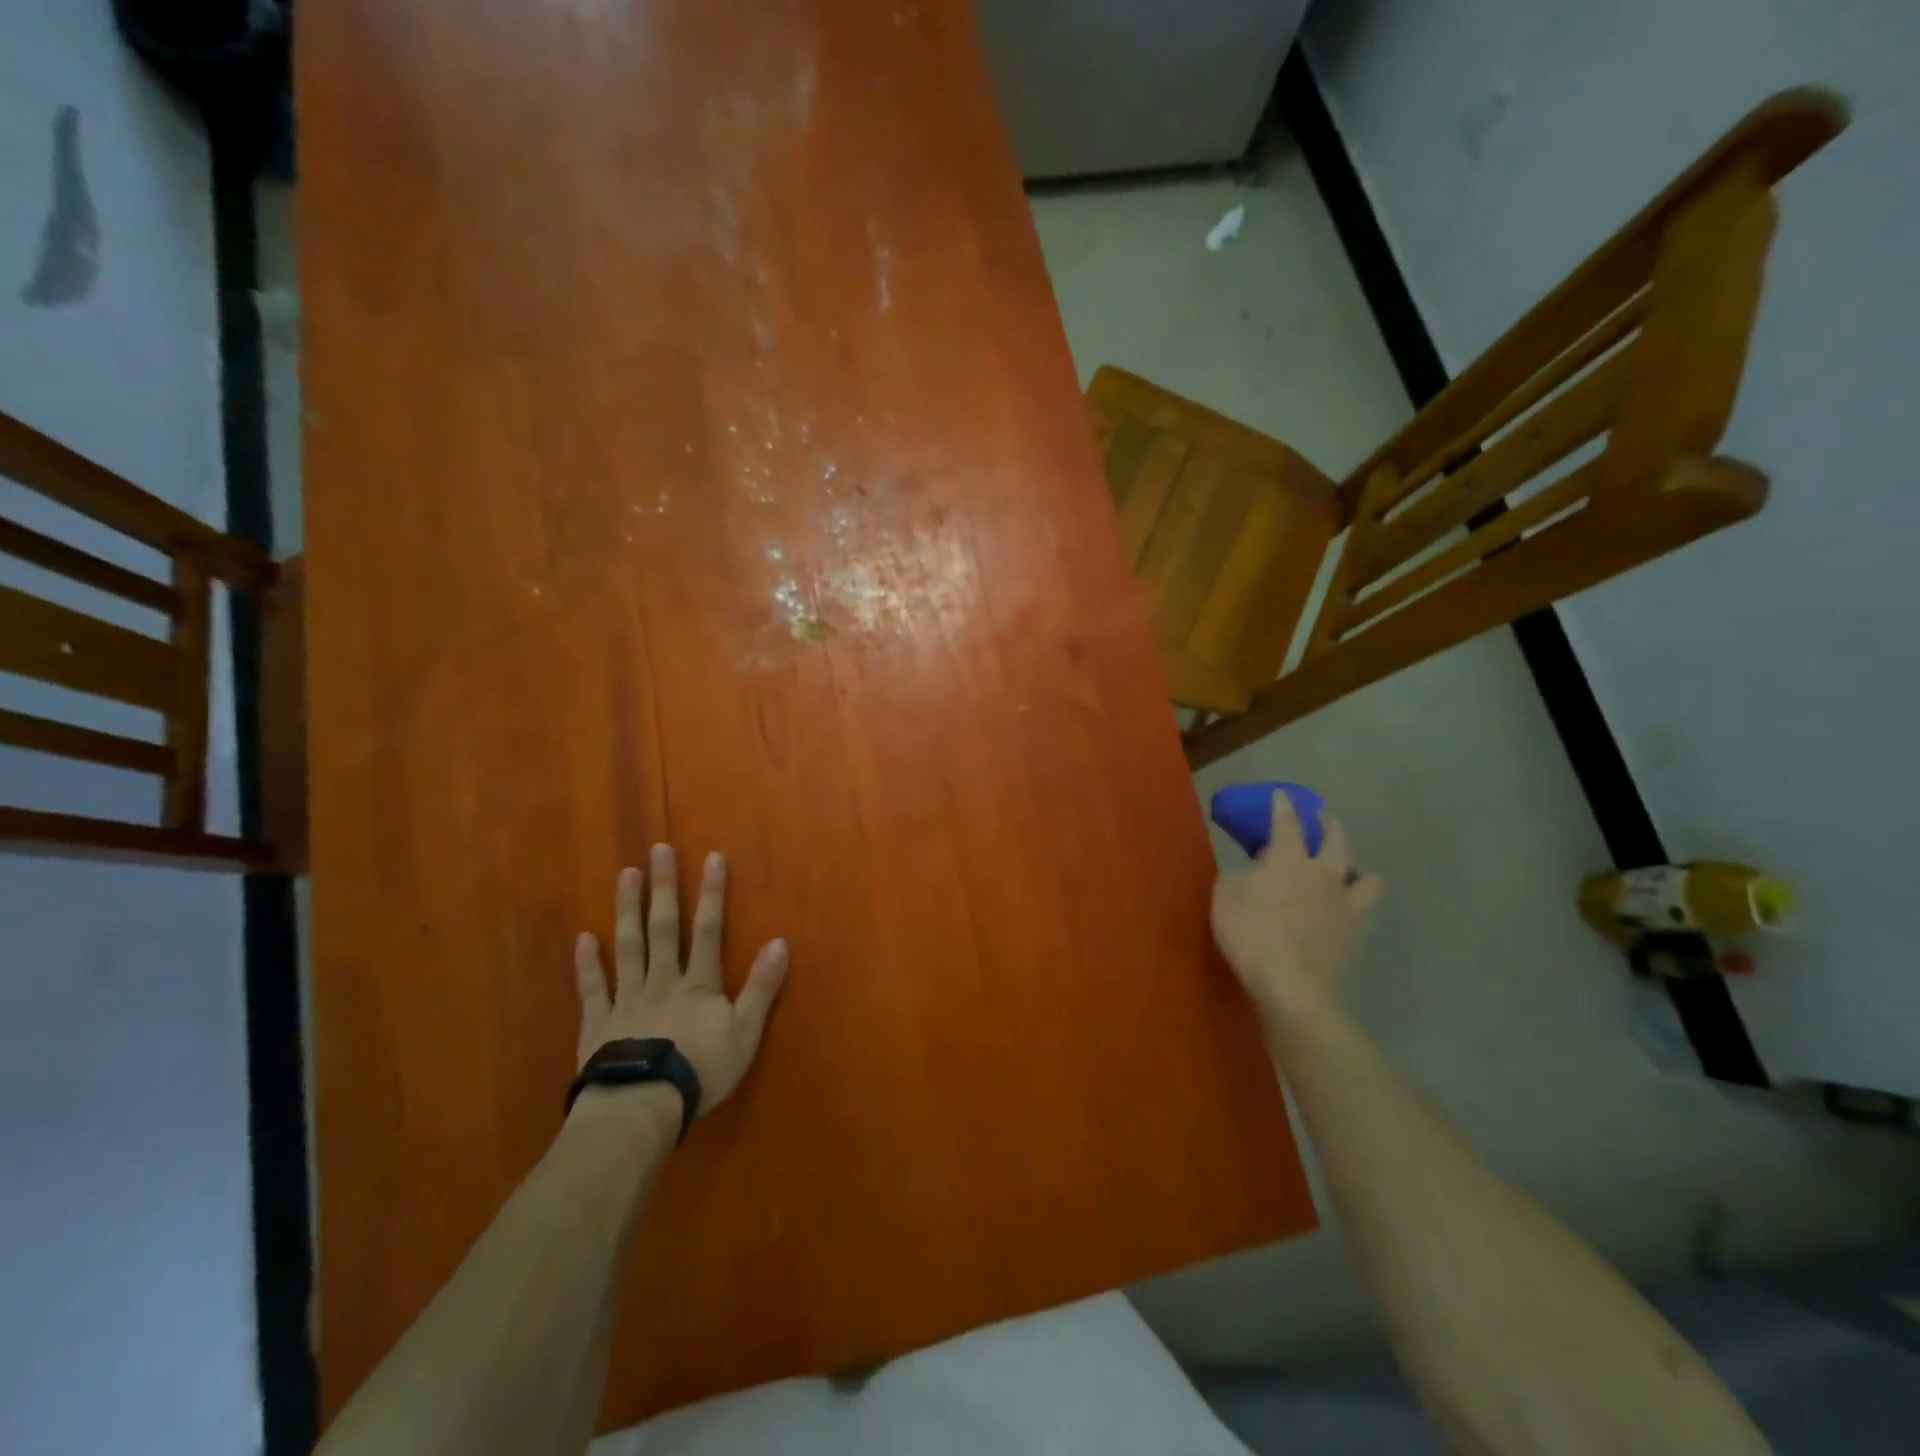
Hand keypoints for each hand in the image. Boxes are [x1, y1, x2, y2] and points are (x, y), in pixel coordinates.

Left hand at [572, 845, 789, 1117]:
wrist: (642, 1107)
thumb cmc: (700, 1070)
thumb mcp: (745, 1032)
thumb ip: (761, 987)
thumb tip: (779, 942)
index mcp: (698, 984)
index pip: (708, 930)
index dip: (712, 893)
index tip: (712, 856)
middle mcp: (662, 981)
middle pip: (664, 928)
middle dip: (664, 887)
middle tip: (657, 850)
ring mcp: (627, 999)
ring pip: (628, 947)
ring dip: (628, 910)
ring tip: (625, 875)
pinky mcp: (599, 1023)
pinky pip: (593, 988)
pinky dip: (588, 963)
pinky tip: (584, 937)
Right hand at [1210, 792, 1382, 1032]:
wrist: (1291, 984)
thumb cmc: (1250, 933)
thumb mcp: (1225, 896)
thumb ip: (1238, 876)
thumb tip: (1250, 871)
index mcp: (1288, 858)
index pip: (1287, 822)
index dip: (1283, 806)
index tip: (1283, 795)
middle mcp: (1323, 872)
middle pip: (1336, 839)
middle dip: (1329, 824)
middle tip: (1323, 818)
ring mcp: (1345, 903)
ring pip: (1366, 875)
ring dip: (1357, 867)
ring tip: (1349, 869)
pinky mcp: (1356, 932)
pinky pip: (1366, 910)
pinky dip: (1359, 903)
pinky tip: (1351, 907)